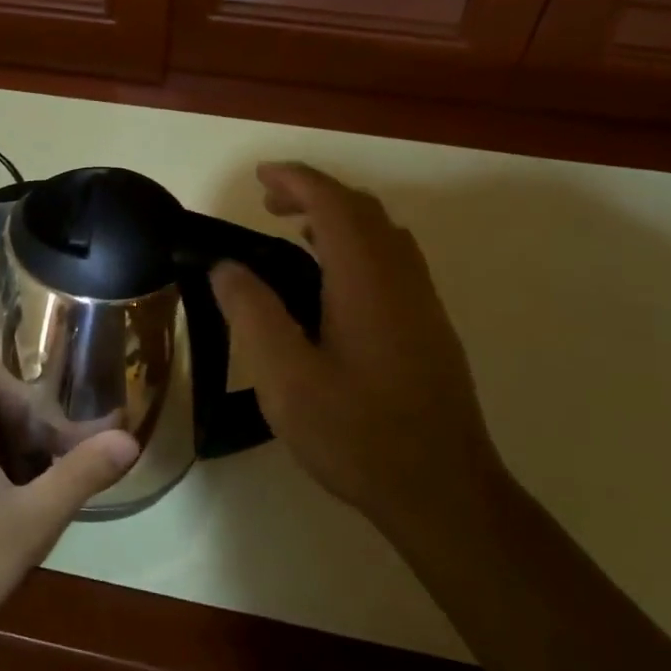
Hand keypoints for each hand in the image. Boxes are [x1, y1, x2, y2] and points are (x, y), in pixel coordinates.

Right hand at [211, 163, 504, 543]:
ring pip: (384, 234)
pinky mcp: (430, 329)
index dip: (297, 180)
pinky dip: (358, 246)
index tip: (260, 177)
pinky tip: (331, 284)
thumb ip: (252, 314)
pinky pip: (393, 261)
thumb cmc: (358, 435)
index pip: (334, 204)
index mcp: (367, 281)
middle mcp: (402, 280)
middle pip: (363, 211)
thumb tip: (226, 268)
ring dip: (339, 218)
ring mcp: (423, 304)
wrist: (444, 493)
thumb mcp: (286, 378)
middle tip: (267, 205)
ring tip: (295, 234)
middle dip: (315, 194)